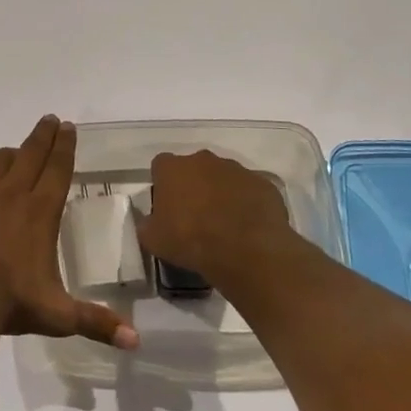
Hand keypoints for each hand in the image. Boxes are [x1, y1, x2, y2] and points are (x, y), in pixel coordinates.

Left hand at [0, 116, 138, 348]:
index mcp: (40, 212)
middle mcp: (11, 194)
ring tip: (16, 154)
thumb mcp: (58, 315)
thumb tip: (136, 342)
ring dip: (10, 154)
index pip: (58, 168)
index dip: (65, 146)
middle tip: (50, 120)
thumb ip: (97, 322)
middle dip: (43, 135)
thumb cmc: (11, 305)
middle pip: (30, 154)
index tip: (68, 126)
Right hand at [138, 150, 305, 300]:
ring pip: (223, 177)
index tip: (166, 206)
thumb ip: (146, 224)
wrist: (246, 251)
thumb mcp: (153, 240)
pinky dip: (247, 203)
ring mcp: (237, 170)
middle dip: (193, 185)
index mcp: (172, 168)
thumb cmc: (191, 240)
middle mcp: (203, 160)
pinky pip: (250, 190)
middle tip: (195, 215)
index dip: (162, 184)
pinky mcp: (263, 184)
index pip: (160, 166)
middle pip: (194, 168)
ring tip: (224, 223)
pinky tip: (246, 226)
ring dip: (221, 193)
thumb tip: (149, 221)